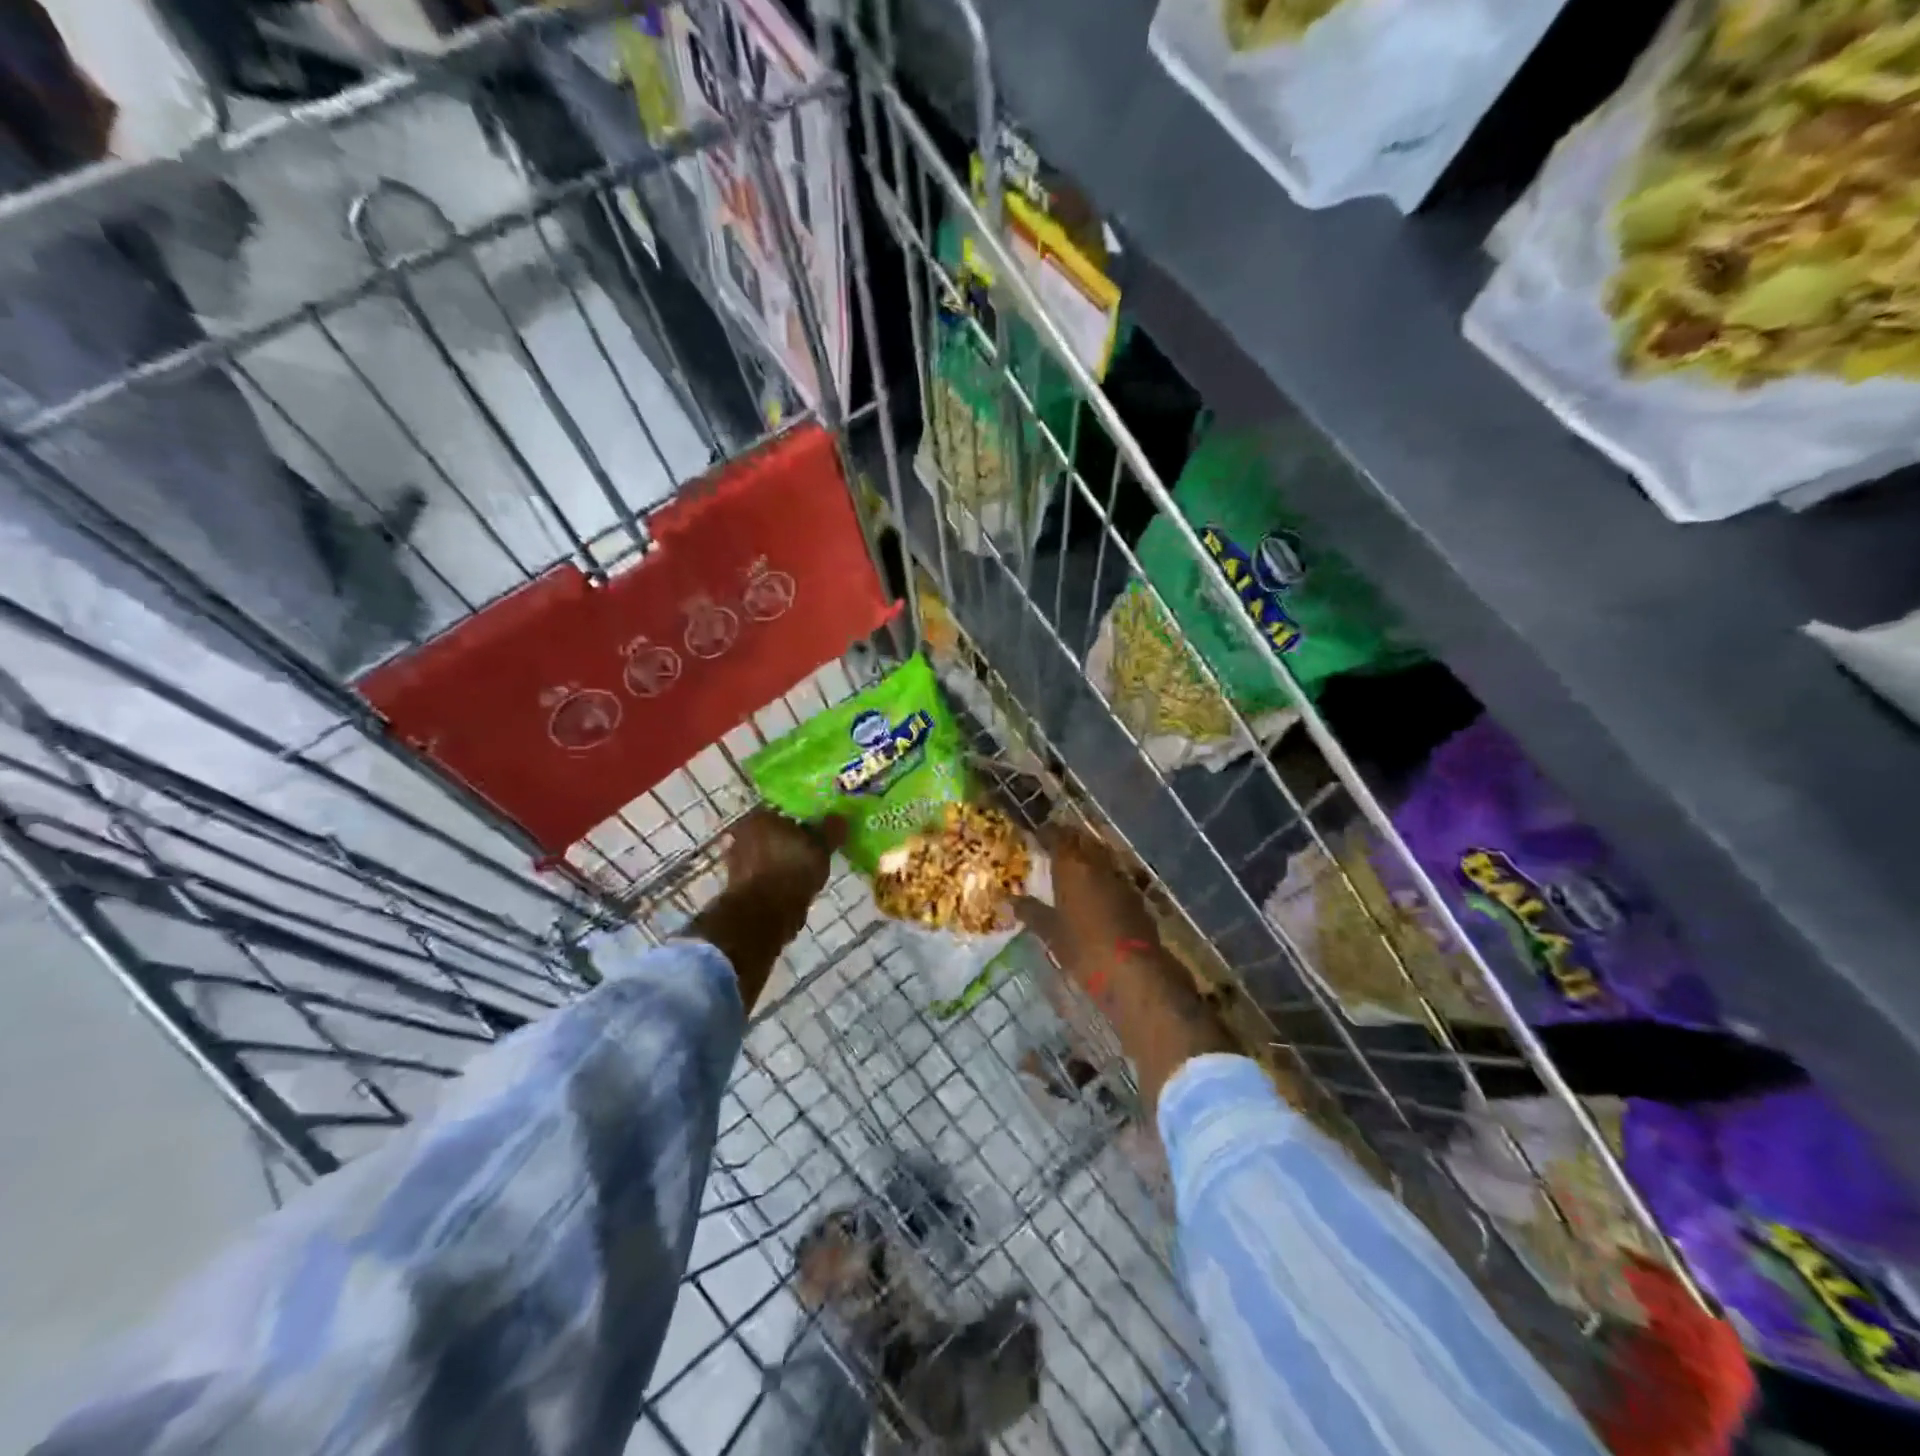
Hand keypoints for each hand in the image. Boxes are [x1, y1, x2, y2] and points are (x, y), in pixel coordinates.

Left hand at [723, 807, 842, 904]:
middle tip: (810, 854)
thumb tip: (838, 818)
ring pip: (765, 855)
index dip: (802, 823)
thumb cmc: (792, 870)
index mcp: (760, 816)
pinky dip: (773, 881)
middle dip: (788, 842)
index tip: (816, 835)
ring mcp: (734, 860)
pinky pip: (761, 876)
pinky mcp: (735, 885)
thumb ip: (831, 830)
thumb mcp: (821, 848)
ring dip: (780, 862)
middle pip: (772, 833)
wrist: (762, 914)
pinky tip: (789, 890)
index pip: (785, 812)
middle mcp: (741, 833)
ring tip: (802, 875)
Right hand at [1014, 824, 1160, 991]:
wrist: (1133, 971)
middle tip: (1053, 850)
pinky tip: (1095, 891)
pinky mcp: (1136, 895)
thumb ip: (1031, 912)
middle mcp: (1098, 863)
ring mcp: (1120, 878)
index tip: (1036, 836)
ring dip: (1087, 857)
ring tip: (1072, 868)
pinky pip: (1114, 875)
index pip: (1057, 835)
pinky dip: (1102, 877)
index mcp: (1072, 865)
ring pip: (1101, 856)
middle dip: (1068, 841)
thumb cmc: (1083, 948)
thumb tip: (1010, 900)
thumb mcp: (1051, 932)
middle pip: (1082, 841)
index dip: (1046, 833)